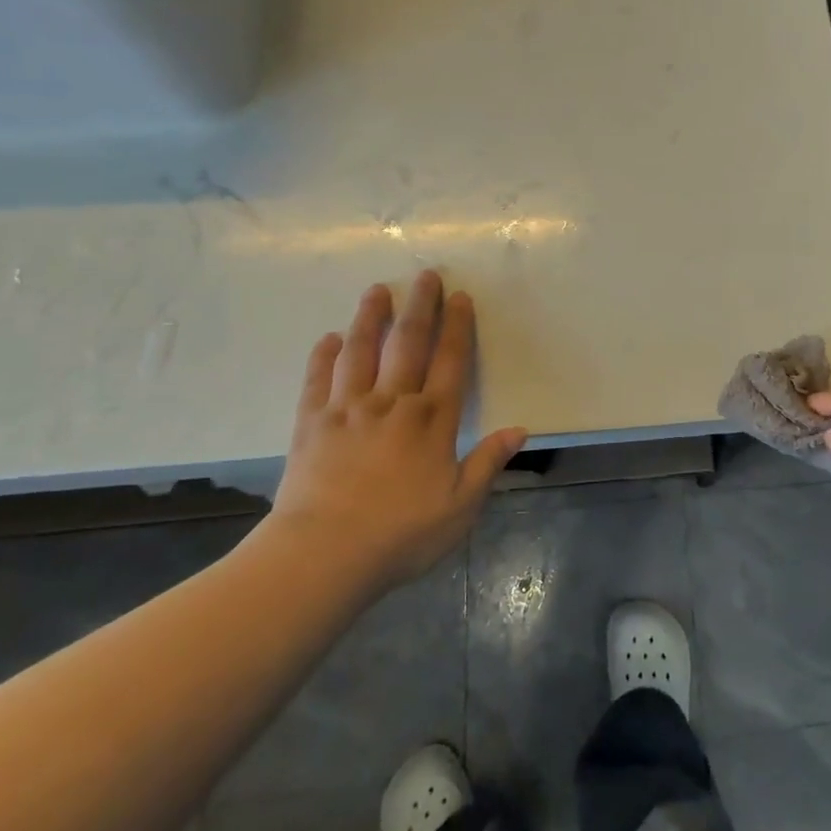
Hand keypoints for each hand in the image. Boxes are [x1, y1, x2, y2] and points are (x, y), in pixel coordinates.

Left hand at [265, 271, 526, 594]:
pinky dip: (323, 357)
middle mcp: (392, 403)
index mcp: (431, 420)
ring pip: (360, 352)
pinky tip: (328, 338)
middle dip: (419, 306)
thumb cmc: (401, 534)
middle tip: (424, 275)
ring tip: (376, 290)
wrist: (323, 555)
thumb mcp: (460, 507)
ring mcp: (348, 410)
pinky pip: (317, 381)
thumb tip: (519, 430)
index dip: (457, 327)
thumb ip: (488, 463)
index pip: (450, 361)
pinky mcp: (311, 425)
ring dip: (369, 318)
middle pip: (408, 343)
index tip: (460, 297)